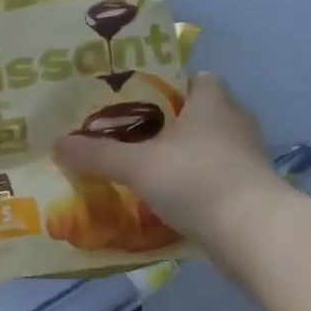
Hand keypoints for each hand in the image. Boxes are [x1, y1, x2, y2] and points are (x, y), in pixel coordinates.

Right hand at [53, 73, 281, 246]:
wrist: (253, 232)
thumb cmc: (196, 180)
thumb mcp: (137, 166)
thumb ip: (98, 155)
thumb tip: (57, 143)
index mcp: (213, 102)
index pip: (197, 78)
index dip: (171, 85)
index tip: (140, 101)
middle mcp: (235, 123)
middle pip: (201, 114)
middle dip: (171, 125)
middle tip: (133, 137)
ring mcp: (247, 159)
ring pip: (210, 149)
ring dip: (185, 158)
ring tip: (147, 170)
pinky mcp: (251, 191)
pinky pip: (217, 180)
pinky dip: (196, 187)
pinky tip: (170, 201)